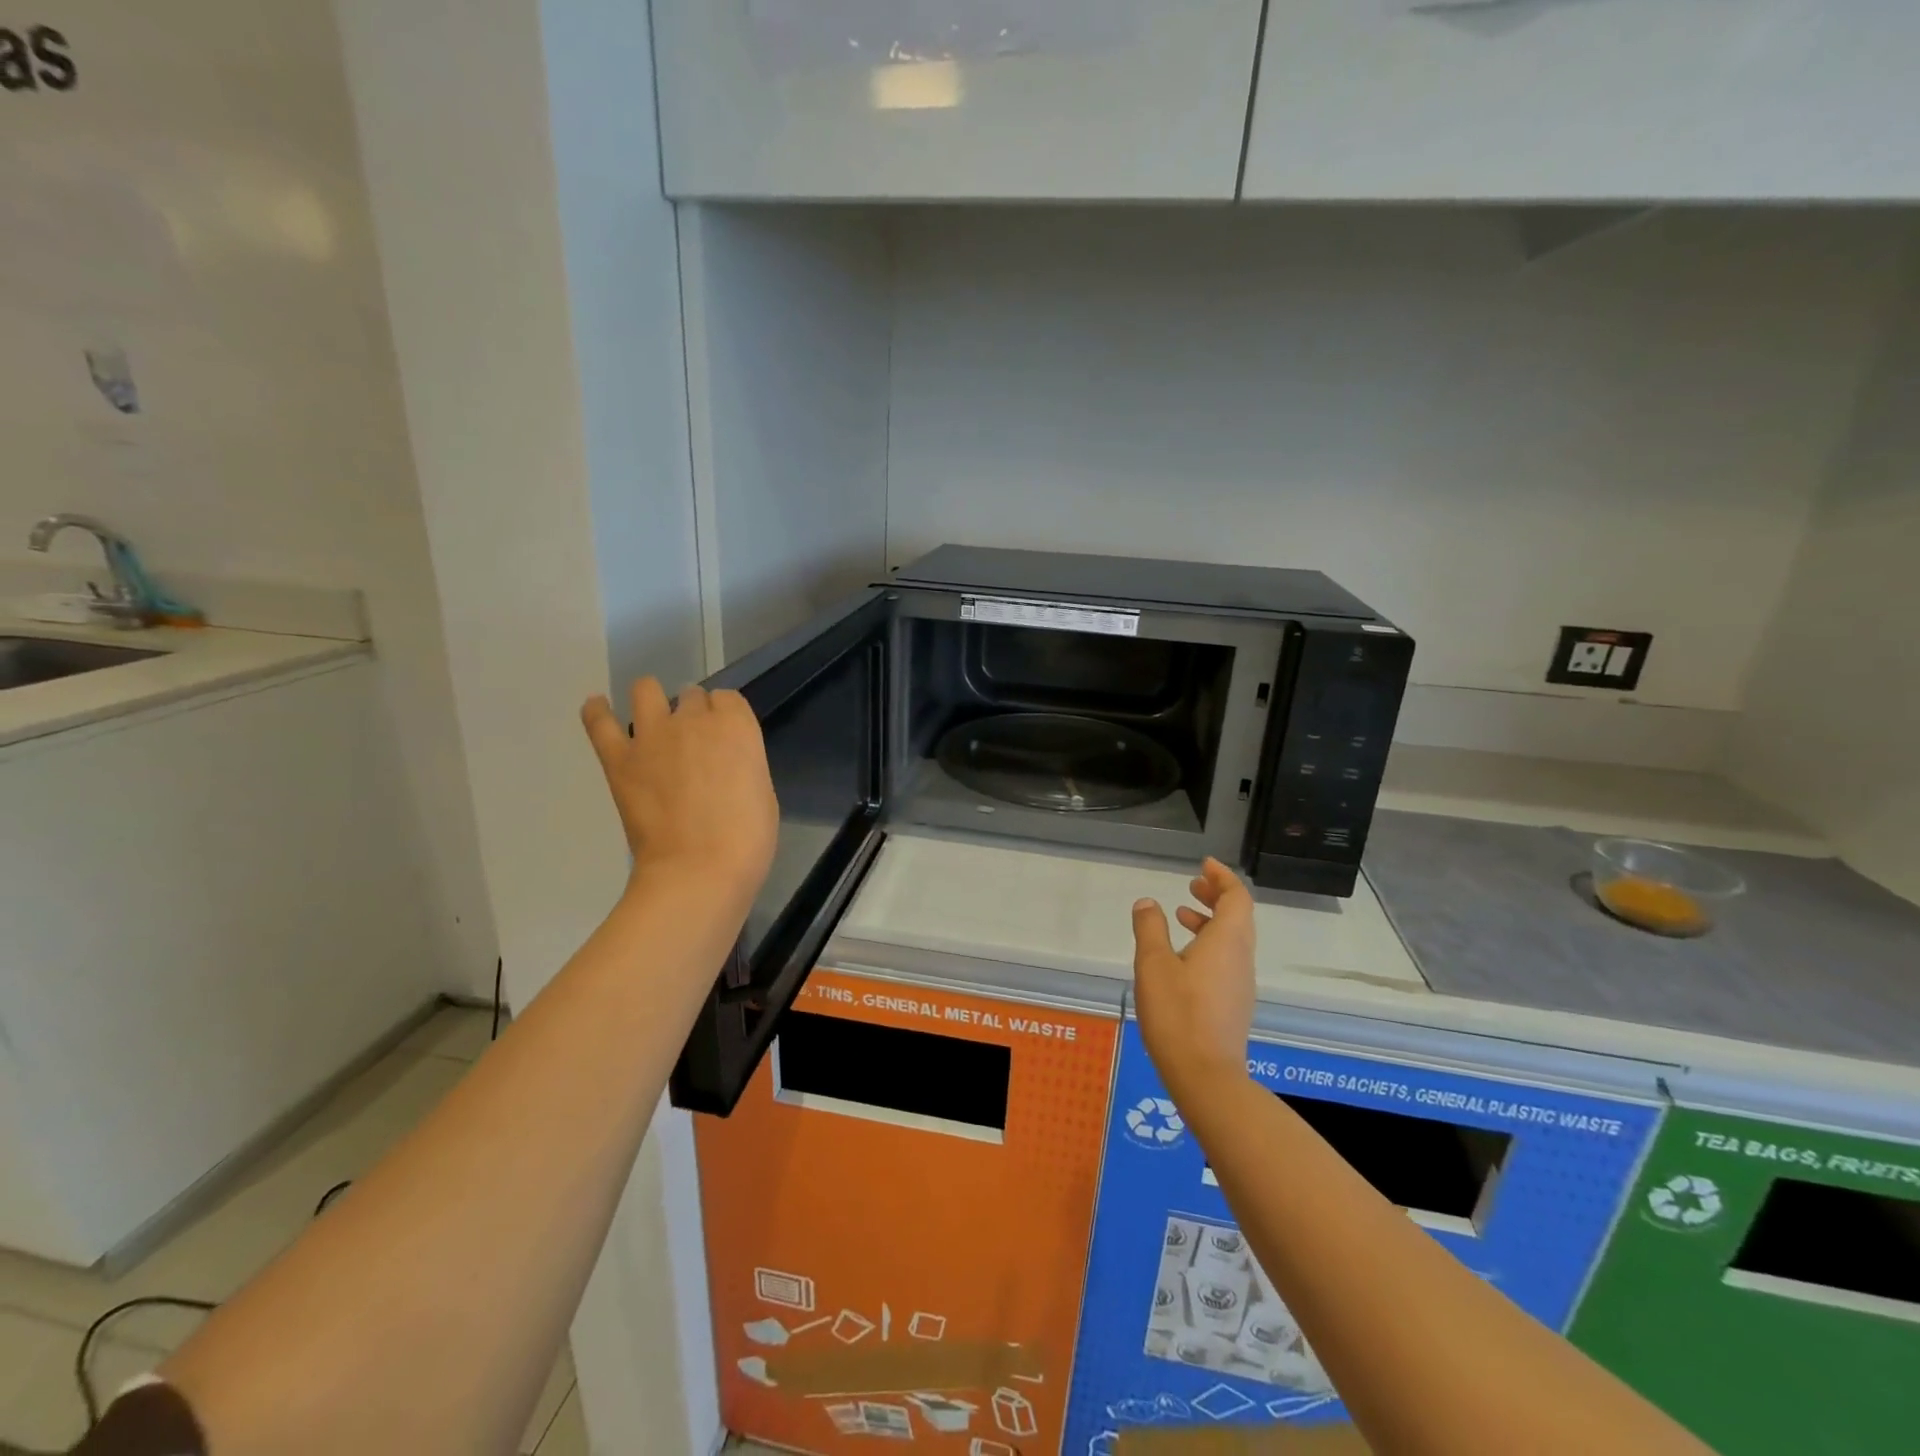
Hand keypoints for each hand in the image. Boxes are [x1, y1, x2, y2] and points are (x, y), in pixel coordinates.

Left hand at [581, 679, 778, 906]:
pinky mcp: (619, 758)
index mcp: (736, 726)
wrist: (698, 869)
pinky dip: (597, 711)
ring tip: (652, 720)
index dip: (724, 716)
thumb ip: (741, 765)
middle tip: (692, 743)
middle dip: (692, 713)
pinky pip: (599, 722)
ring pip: (646, 691)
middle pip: (691, 695)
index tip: (723, 737)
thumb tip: (723, 765)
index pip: (727, 699)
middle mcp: (694, 719)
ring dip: (651, 700)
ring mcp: (652, 735)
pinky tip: (598, 707)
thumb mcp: (761, 791)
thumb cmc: (746, 838)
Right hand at [1132, 858, 1255, 1100]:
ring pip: (1233, 939)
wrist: (1205, 1076)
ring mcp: (1240, 983)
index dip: (1223, 877)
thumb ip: (1150, 928)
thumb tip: (1148, 903)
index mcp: (1227, 941)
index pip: (1237, 897)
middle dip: (1217, 896)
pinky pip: (1227, 960)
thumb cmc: (1178, 1013)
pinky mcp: (1232, 1004)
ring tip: (1182, 915)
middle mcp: (1241, 958)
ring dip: (1210, 921)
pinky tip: (1182, 958)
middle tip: (1193, 884)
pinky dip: (1209, 944)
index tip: (1204, 865)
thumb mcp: (1153, 964)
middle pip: (1238, 916)